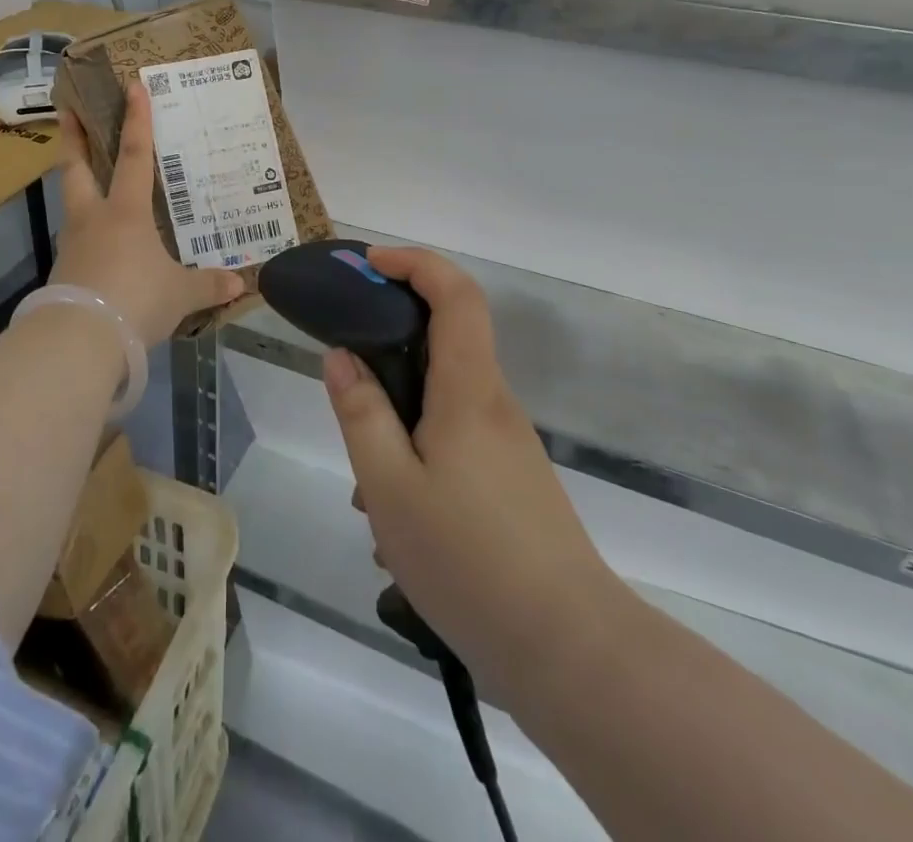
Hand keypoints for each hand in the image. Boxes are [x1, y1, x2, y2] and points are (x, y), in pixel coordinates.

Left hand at [52, 83, 244, 346]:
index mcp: (126, 212)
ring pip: (72, 202)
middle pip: (78, 168)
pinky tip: (96, 244)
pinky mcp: (63, 272)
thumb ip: (208, 285)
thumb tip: (239, 283)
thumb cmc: (136, 299)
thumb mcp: (180, 295)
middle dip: (75, 139)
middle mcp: (94, 218)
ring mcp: (73, 244)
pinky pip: (75, 241)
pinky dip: (84, 232)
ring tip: (85, 178)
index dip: (136, 121)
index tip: (132, 87)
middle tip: (68, 112)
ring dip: (76, 184)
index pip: (135, 157)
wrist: (80, 339)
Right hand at [324, 247, 625, 703]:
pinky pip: (453, 440)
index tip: (369, 263)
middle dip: (389, 348)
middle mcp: (493, 403)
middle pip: (445, 341)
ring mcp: (507, 444)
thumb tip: (341, 356)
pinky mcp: (511, 479)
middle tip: (345, 381)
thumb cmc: (469, 559)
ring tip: (366, 492)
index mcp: (469, 390)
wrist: (570, 650)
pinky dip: (416, 455)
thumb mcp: (390, 486)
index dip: (415, 262)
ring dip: (397, 422)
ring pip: (441, 401)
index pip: (456, 294)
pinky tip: (397, 521)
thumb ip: (361, 413)